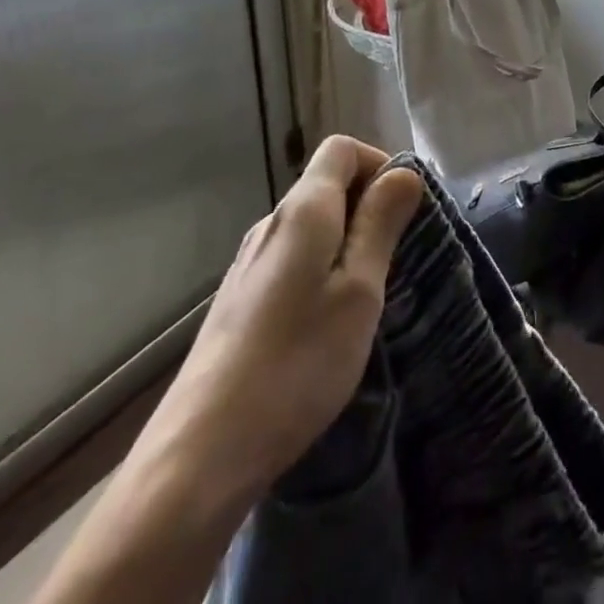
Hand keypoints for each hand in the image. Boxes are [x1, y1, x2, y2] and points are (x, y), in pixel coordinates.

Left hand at [136, 136, 423, 516]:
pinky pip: (291, 261)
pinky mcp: (238, 302)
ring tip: (365, 297)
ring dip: (345, 243)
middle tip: (394, 260)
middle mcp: (269, 225)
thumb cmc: (297, 363)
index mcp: (302, 211)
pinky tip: (324, 326)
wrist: (200, 455)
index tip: (403, 210)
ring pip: (309, 227)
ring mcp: (248, 264)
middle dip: (367, 207)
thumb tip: (403, 172)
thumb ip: (381, 223)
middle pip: (325, 185)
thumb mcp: (359, 290)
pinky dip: (319, 271)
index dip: (378, 164)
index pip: (341, 149)